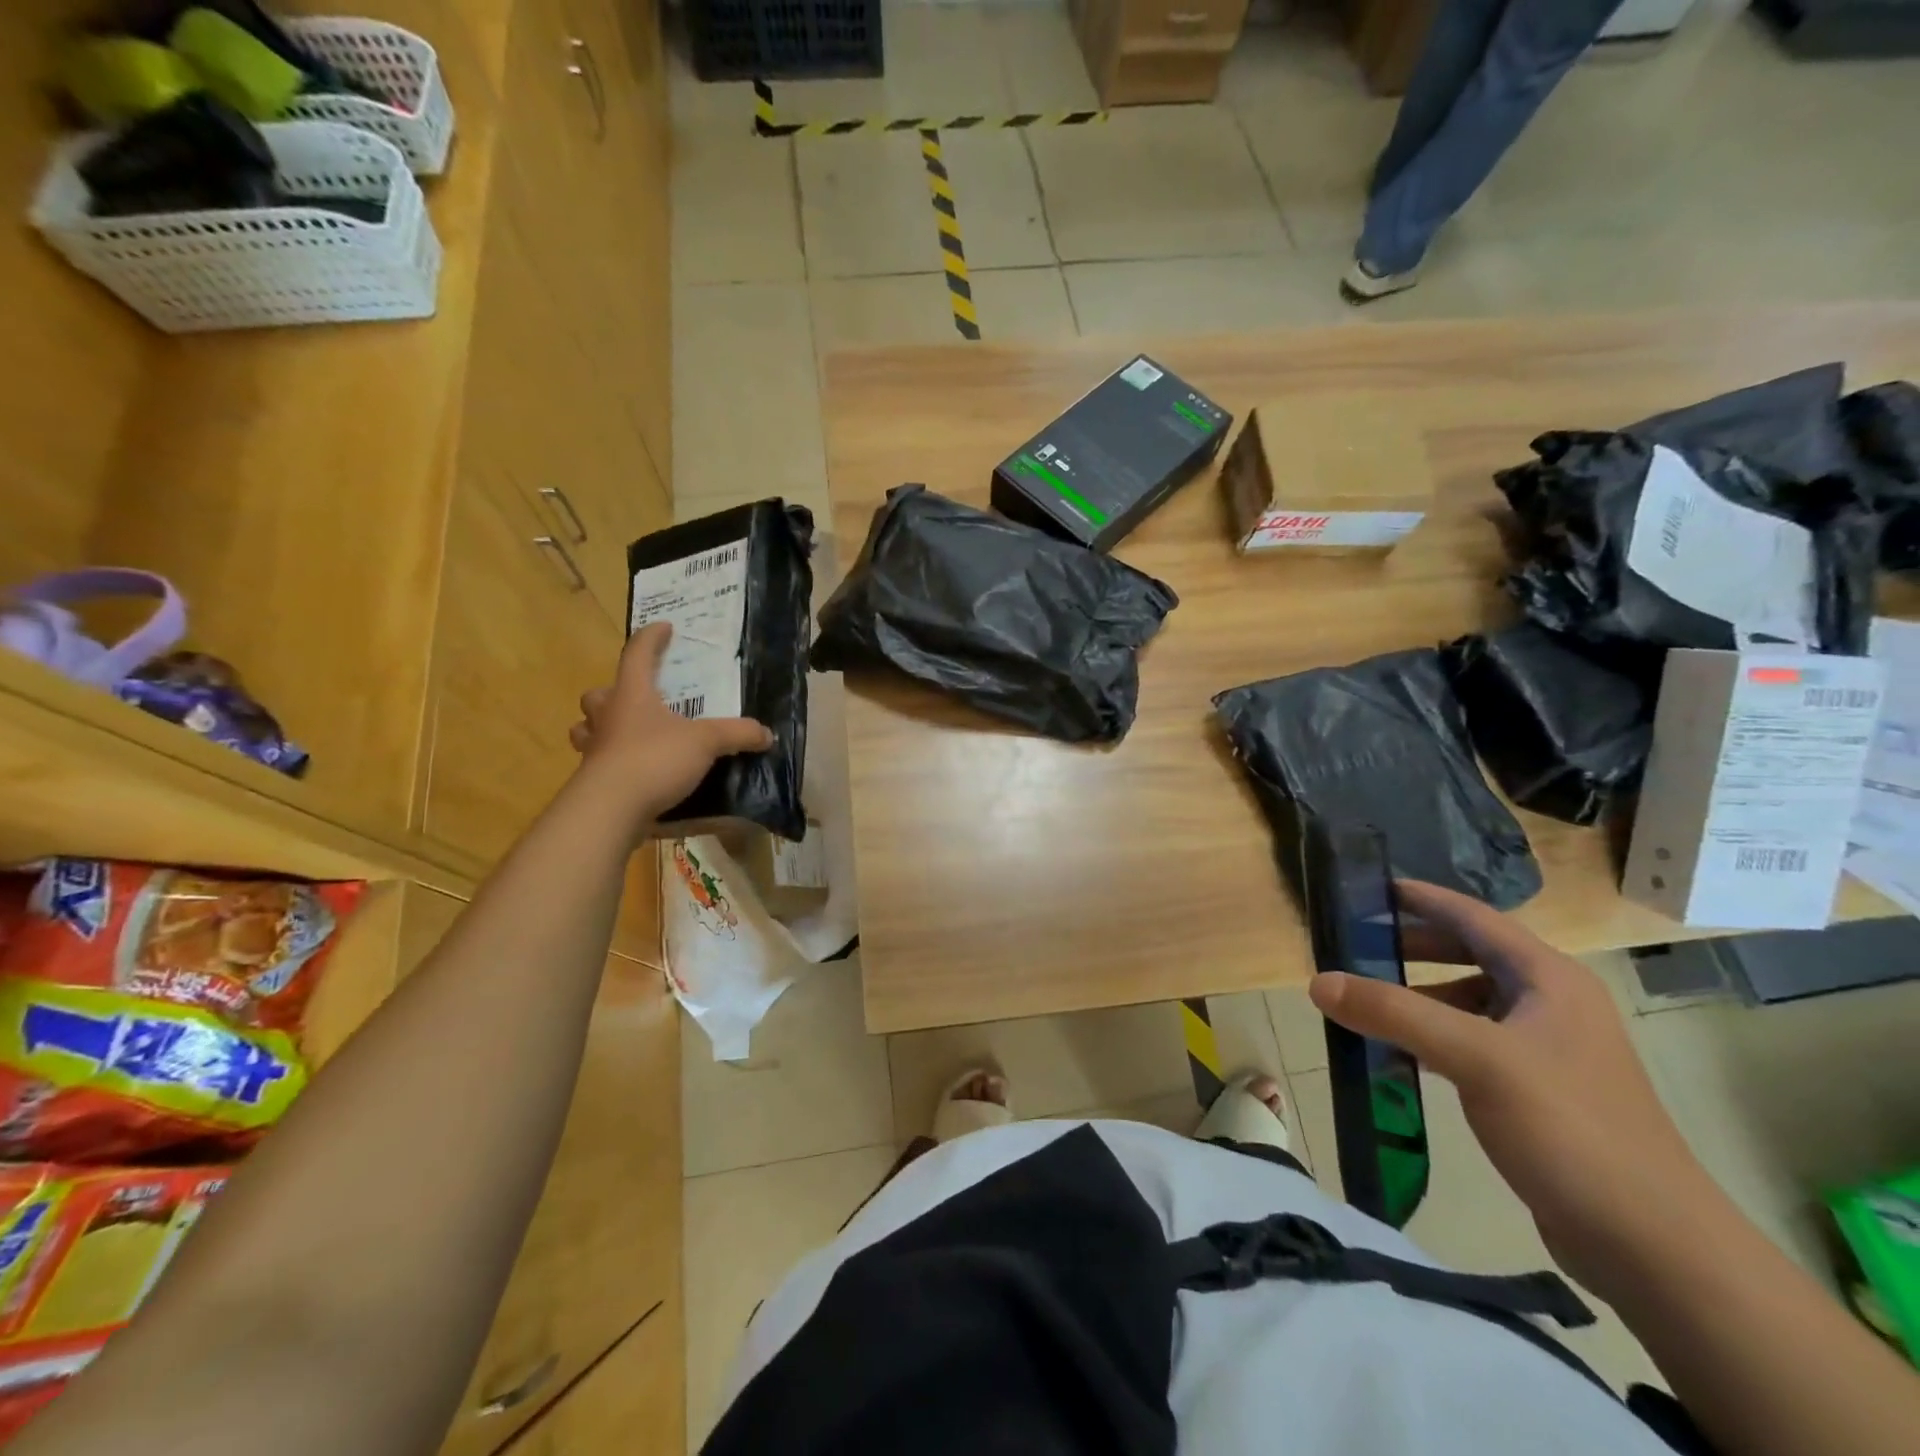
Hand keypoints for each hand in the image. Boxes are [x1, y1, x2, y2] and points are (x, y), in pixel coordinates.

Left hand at [569, 624, 773, 826]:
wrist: (610, 809)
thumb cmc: (654, 759)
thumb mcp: (705, 742)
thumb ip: (737, 734)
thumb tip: (766, 734)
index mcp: (631, 696)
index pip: (637, 655)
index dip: (651, 639)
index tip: (664, 627)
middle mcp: (607, 718)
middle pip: (597, 696)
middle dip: (612, 693)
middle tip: (635, 698)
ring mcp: (594, 751)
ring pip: (586, 731)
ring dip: (600, 729)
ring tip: (626, 736)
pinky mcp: (593, 783)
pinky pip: (598, 766)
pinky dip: (613, 766)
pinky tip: (635, 775)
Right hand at [1309, 880, 1721, 1294]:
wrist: (1652, 1246)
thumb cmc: (1569, 1128)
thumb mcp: (1475, 1059)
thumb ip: (1394, 1013)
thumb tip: (1318, 981)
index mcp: (1548, 979)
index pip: (1474, 918)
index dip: (1423, 898)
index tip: (1370, 887)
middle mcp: (1551, 1004)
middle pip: (1470, 956)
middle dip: (1413, 947)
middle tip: (1355, 944)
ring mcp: (1547, 1050)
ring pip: (1469, 1003)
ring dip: (1418, 997)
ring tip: (1366, 1001)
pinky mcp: (1537, 1092)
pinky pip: (1472, 1045)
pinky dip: (1432, 1039)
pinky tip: (1399, 1055)